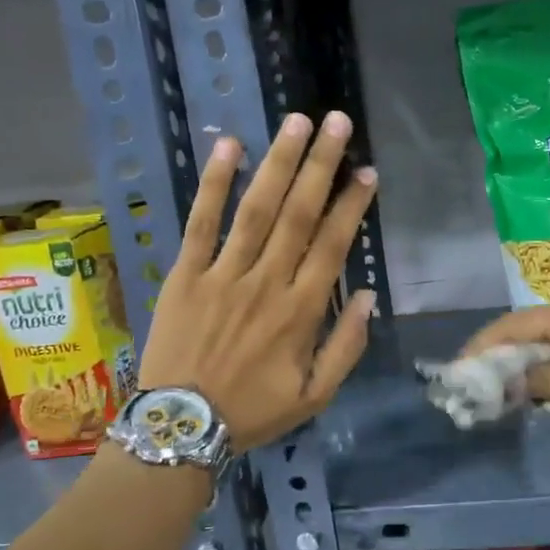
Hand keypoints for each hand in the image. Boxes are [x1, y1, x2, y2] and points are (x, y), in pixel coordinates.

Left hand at [138, 112, 376, 450]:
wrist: (181, 427)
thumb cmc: (252, 412)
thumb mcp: (315, 396)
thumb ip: (346, 347)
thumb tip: (368, 296)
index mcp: (301, 312)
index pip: (332, 245)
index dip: (352, 205)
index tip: (367, 172)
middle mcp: (266, 283)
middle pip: (298, 214)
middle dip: (321, 166)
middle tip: (339, 123)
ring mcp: (222, 274)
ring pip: (256, 210)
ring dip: (278, 163)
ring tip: (297, 122)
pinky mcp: (185, 274)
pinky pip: (200, 223)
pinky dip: (214, 184)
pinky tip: (229, 146)